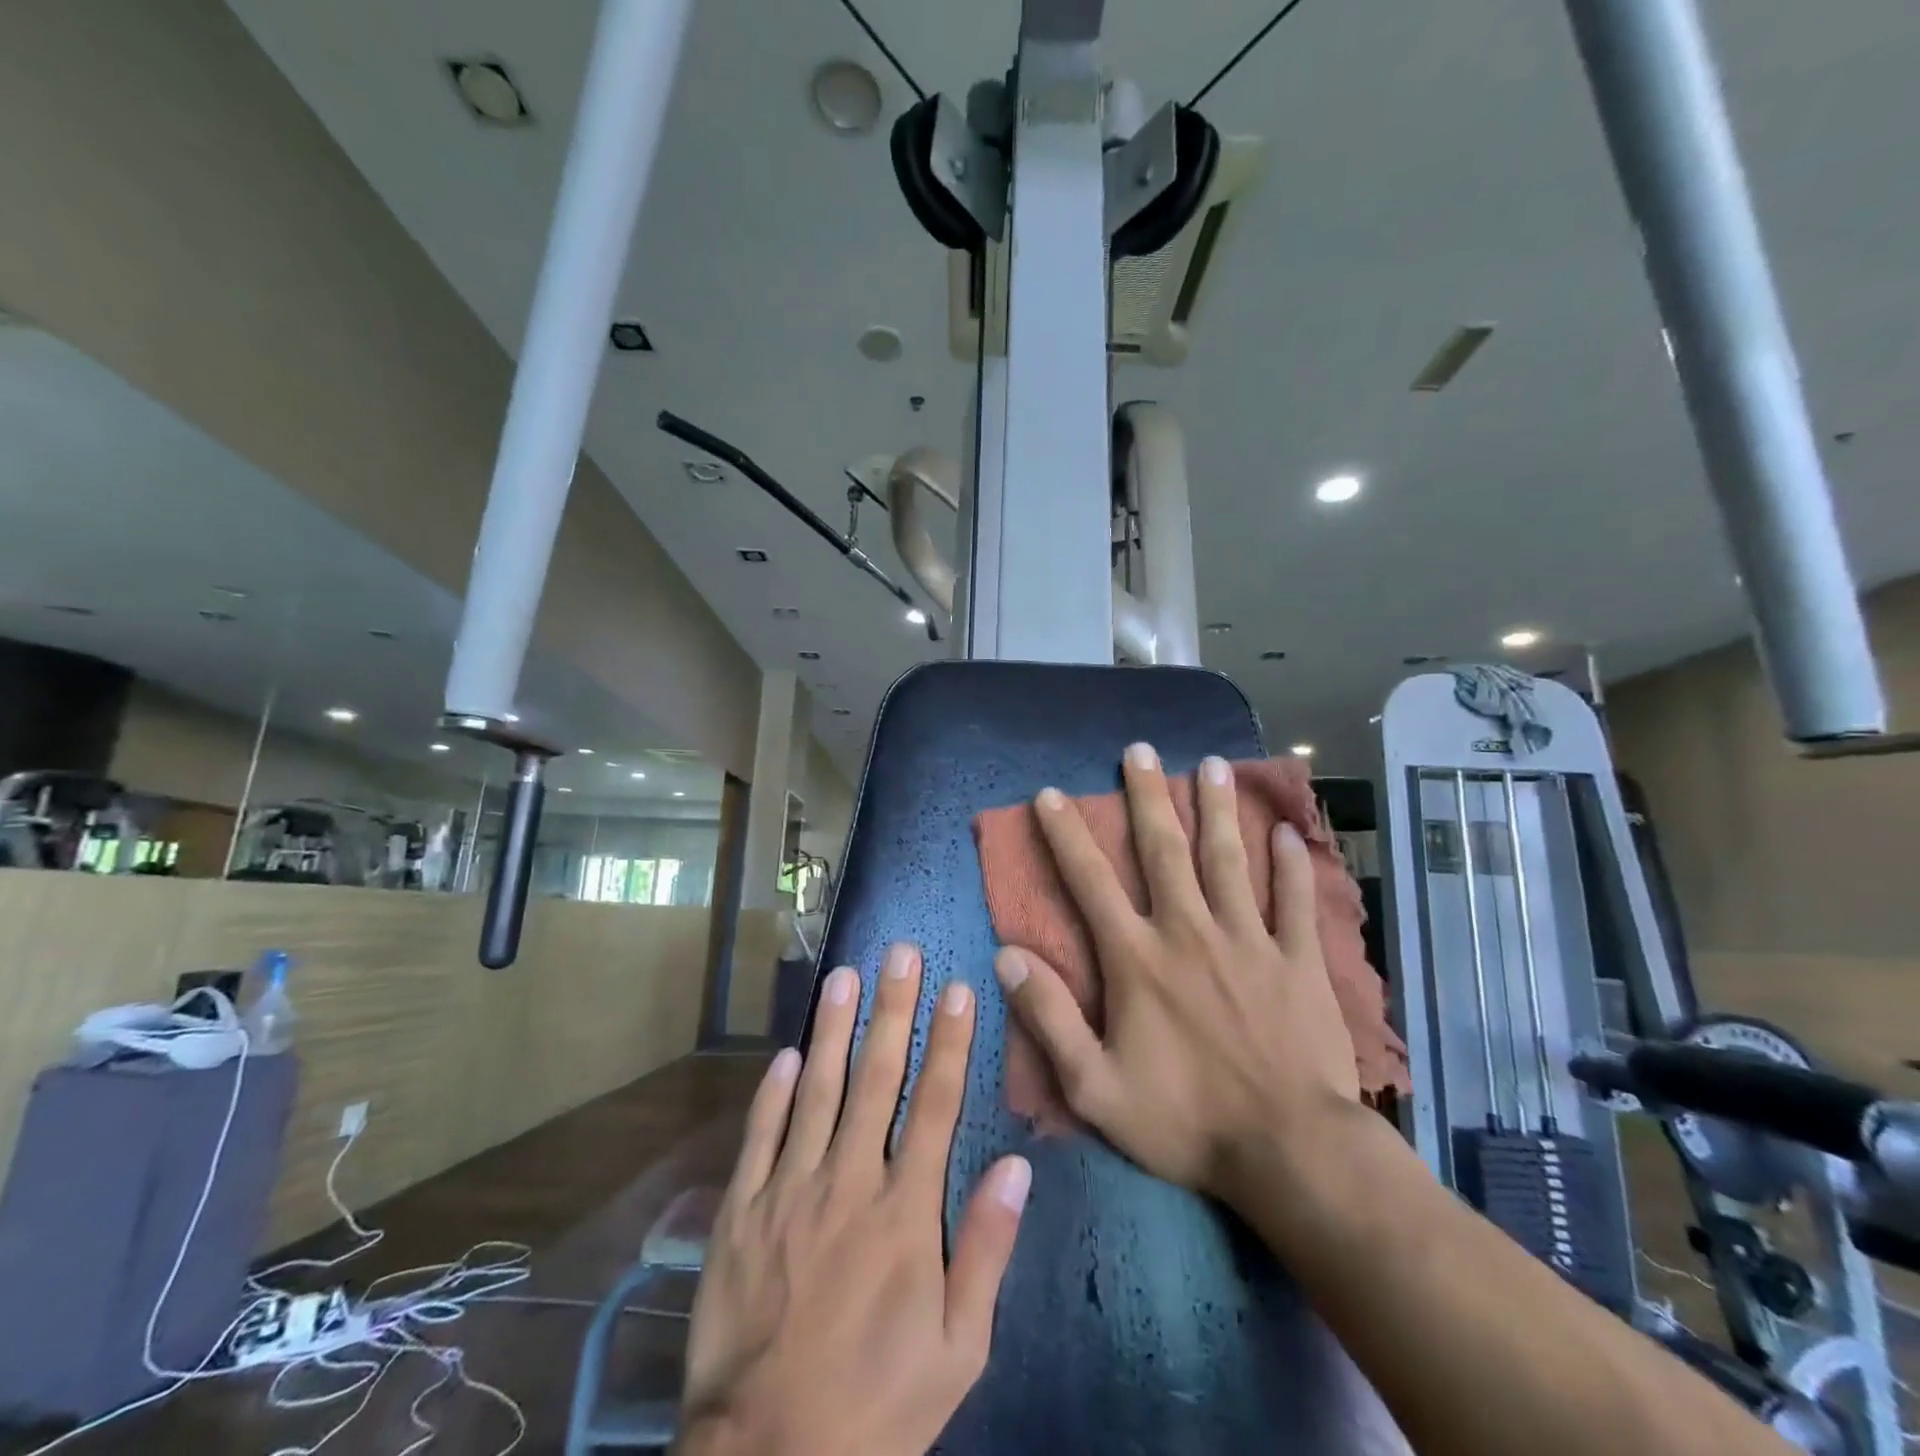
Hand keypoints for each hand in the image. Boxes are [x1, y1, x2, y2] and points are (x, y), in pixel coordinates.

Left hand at [678, 943, 1032, 1455]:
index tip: (958, 987)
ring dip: (832, 1029)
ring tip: (843, 975)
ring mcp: (789, 1191)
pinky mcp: (741, 1212)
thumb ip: (986, 1250)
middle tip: (899, 952)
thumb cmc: (877, 1404)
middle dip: (891, 1009)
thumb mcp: (959, 1349)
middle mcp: (848, 1181)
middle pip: (877, 1078)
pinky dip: (773, 1092)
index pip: (936, 1103)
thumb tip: (1017, 1167)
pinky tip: (785, 1054)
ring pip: (816, 1090)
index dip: (949, 1040)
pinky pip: (759, 1137)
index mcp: (904, 1211)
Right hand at [993, 744, 1360, 1203]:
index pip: (1091, 882)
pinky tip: (1289, 833)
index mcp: (1138, 958)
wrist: (1290, 1152)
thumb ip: (1050, 1019)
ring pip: (1230, 860)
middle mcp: (1190, 932)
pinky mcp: (1297, 960)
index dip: (1066, 835)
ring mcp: (1249, 940)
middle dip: (1147, 796)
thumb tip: (1007, 958)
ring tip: (1212, 764)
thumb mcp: (1095, 1088)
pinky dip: (1293, 866)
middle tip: (1139, 750)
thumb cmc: (1186, 1120)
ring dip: (1218, 809)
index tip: (1051, 794)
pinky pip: (1295, 902)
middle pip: (1164, 850)